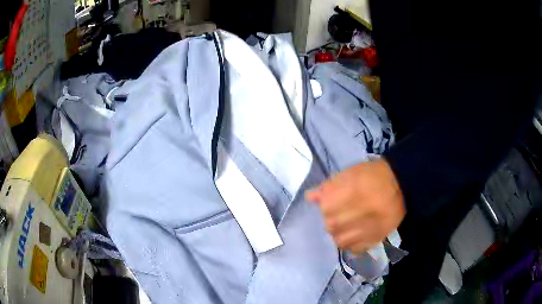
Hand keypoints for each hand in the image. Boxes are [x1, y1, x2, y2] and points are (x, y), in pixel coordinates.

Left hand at [306, 160, 405, 253]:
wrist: (401, 185)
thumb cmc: (373, 176)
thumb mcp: (348, 173)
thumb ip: (328, 187)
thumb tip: (310, 197)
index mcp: (338, 198)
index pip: (323, 209)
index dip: (330, 204)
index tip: (339, 199)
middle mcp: (345, 218)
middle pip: (330, 226)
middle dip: (336, 218)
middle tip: (349, 211)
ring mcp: (358, 232)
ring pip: (339, 240)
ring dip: (343, 232)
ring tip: (354, 223)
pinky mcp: (371, 241)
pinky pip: (353, 248)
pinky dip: (354, 242)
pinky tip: (360, 232)